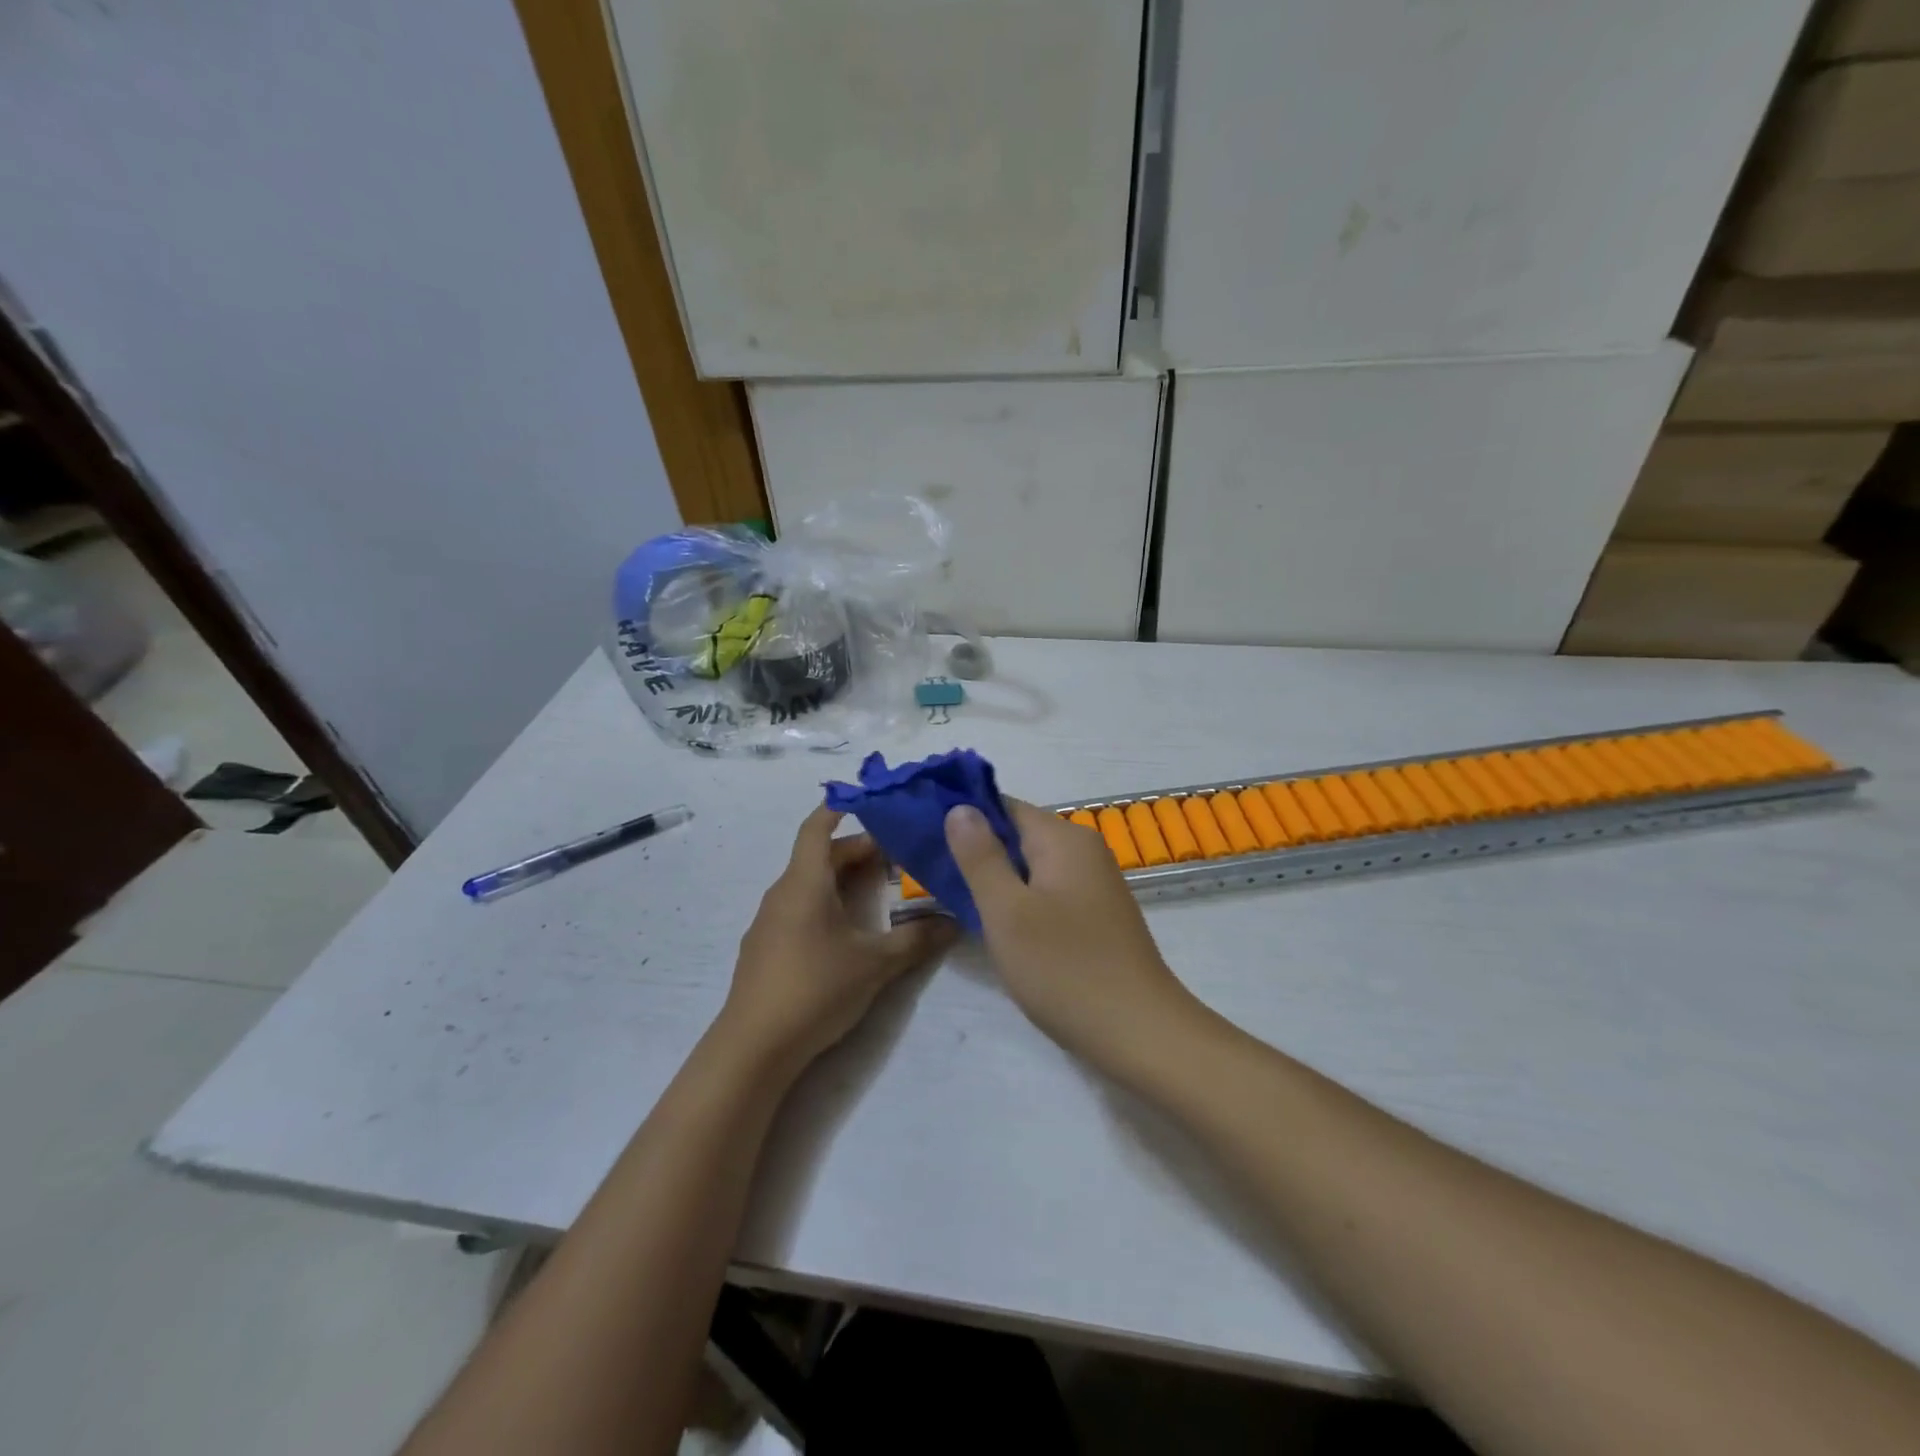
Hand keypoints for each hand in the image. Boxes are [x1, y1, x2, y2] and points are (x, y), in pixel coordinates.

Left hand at [716, 805, 956, 1080]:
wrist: (753, 1048)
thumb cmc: (815, 989)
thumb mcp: (875, 964)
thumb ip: (917, 939)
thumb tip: (955, 921)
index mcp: (804, 882)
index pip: (817, 827)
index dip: (840, 807)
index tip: (869, 801)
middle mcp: (782, 893)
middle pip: (819, 856)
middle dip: (857, 851)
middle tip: (897, 857)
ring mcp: (769, 921)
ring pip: (808, 884)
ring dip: (841, 880)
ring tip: (878, 891)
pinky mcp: (765, 948)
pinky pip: (798, 908)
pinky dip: (825, 904)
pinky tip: (847, 931)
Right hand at [945, 799, 1200, 1071]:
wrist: (1139, 1032)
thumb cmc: (1065, 969)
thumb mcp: (1007, 911)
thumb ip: (981, 856)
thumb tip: (960, 807)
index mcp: (1064, 839)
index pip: (1004, 806)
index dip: (964, 816)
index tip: (925, 836)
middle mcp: (1084, 850)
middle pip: (1019, 834)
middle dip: (978, 850)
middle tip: (934, 874)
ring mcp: (1095, 883)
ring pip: (1032, 866)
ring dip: (997, 878)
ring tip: (956, 899)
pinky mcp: (1097, 914)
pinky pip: (1049, 890)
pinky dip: (1021, 900)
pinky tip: (1000, 925)